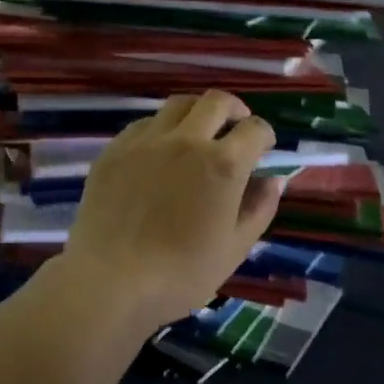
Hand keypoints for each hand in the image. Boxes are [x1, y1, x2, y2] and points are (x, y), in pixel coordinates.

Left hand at [59, 90, 283, 328]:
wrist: (110, 282)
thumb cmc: (182, 273)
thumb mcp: (235, 248)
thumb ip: (259, 208)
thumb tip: (273, 180)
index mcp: (223, 164)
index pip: (254, 129)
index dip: (265, 135)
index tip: (263, 147)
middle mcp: (187, 140)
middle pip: (216, 101)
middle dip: (234, 109)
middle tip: (235, 125)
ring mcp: (146, 141)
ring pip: (178, 104)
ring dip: (196, 112)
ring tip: (198, 132)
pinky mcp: (114, 150)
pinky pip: (144, 124)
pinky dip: (161, 128)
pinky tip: (159, 151)